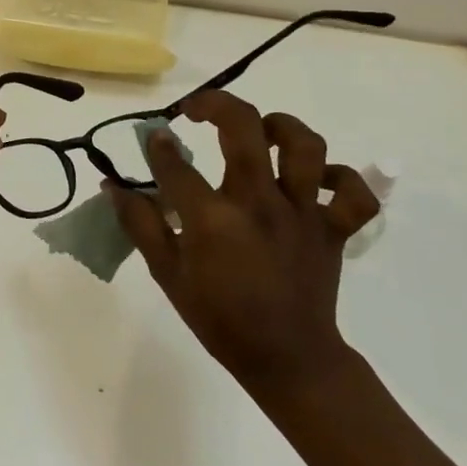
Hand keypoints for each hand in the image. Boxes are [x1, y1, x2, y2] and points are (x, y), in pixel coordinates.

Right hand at [108, 91, 379, 399]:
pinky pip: (353, 193)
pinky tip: (315, 178)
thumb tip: (113, 186)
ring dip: (280, 127)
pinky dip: (340, 178)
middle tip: (196, 110)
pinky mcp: (333, 229)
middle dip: (214, 104)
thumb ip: (139, 224)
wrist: (288, 361)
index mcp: (214, 219)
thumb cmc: (220, 318)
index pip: (176, 163)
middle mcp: (260, 203)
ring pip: (305, 146)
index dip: (160, 145)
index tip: (156, 138)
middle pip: (243, 127)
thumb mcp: (167, 274)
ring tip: (260, 131)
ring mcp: (302, 213)